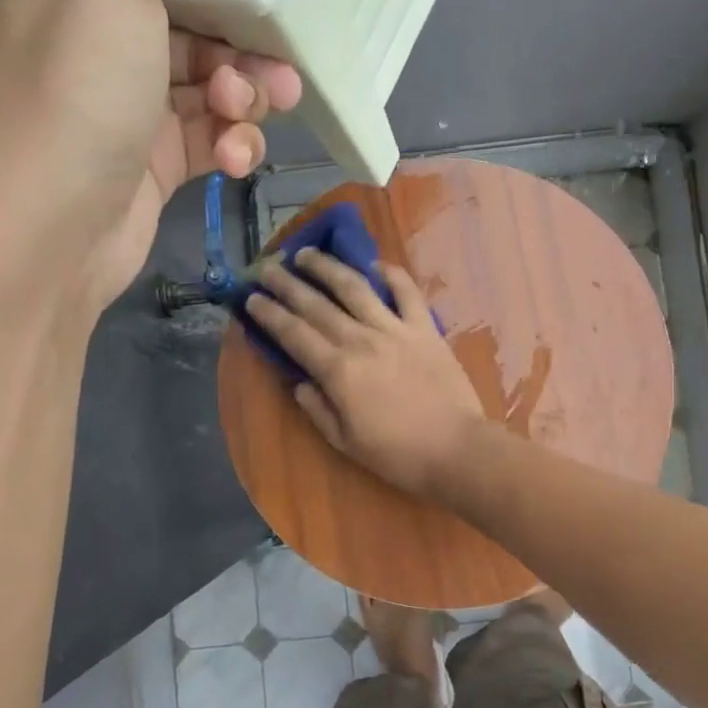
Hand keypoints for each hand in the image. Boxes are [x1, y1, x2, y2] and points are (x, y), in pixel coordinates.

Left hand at [0, 0, 302, 315]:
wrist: (50, 225)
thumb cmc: (82, 93)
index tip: (253, 5)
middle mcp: (105, 50)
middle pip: (198, 34)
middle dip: (243, 52)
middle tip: (276, 78)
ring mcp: (132, 114)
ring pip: (212, 91)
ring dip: (245, 102)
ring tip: (243, 118)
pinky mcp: (157, 168)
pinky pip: (210, 141)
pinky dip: (232, 145)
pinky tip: (235, 159)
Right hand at [247, 249, 488, 498]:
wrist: (456, 448)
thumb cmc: (398, 454)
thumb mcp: (346, 441)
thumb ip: (318, 409)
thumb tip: (300, 383)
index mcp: (338, 370)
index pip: (294, 334)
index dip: (269, 314)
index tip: (251, 297)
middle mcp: (361, 340)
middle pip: (317, 304)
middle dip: (287, 283)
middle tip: (268, 267)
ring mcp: (395, 329)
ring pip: (355, 288)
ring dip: (328, 267)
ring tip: (308, 253)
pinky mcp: (425, 329)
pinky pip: (407, 293)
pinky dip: (391, 275)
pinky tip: (375, 264)